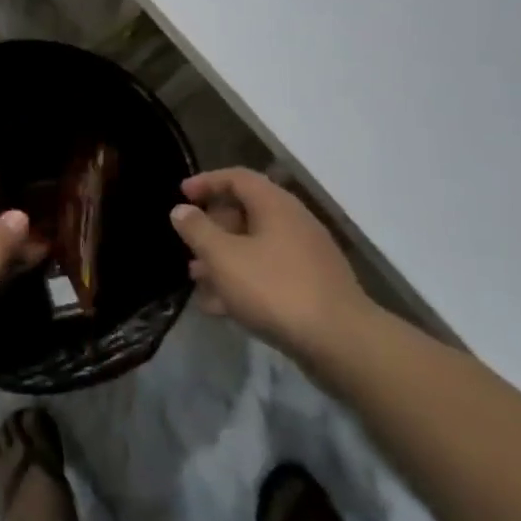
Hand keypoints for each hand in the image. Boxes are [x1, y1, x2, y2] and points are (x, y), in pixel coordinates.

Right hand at [170, 167, 371, 357]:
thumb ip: (198, 230)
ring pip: (255, 247)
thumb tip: (181, 210)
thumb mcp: (223, 257)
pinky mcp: (311, 288)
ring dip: (223, 258)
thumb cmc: (274, 289)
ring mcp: (306, 257)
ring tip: (196, 278)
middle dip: (212, 226)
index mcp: (275, 205)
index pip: (237, 178)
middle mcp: (294, 223)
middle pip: (246, 212)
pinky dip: (242, 281)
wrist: (340, 343)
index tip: (181, 194)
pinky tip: (220, 307)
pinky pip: (268, 274)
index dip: (206, 181)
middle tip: (188, 242)